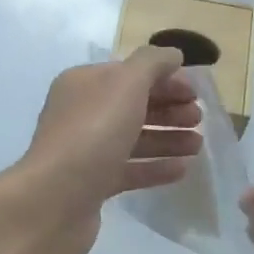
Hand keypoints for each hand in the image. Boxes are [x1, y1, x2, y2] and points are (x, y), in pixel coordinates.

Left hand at [10, 47, 203, 253]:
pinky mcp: (91, 184)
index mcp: (83, 84)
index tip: (195, 93)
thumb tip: (172, 54)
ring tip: (198, 145)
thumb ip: (152, 63)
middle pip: (132, 105)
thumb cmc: (93, 132)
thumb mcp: (126, 84)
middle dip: (168, 109)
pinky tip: (182, 170)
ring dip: (167, 138)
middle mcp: (81, 113)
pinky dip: (155, 167)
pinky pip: (129, 170)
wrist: (55, 199)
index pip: (129, 73)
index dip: (164, 79)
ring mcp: (85, 150)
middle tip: (199, 119)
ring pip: (133, 138)